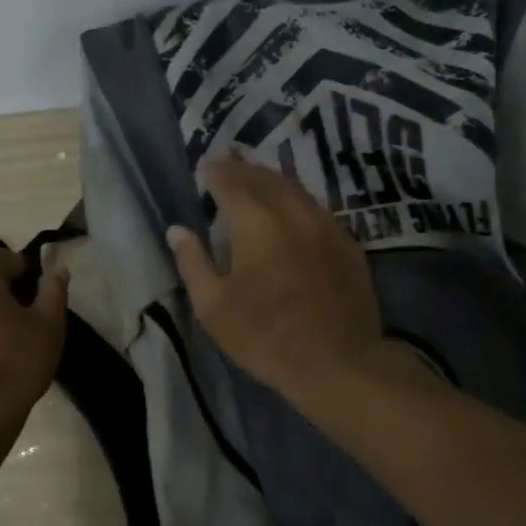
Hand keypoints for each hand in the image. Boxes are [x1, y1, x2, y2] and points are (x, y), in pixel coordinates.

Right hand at [167, 157, 388, 403]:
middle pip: (264, 177)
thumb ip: (193, 262)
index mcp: (255, 222)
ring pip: (295, 188)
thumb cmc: (265, 337)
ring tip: (256, 179)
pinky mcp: (348, 243)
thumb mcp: (214, 307)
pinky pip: (317, 208)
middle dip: (242, 168)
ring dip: (271, 179)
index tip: (204, 167)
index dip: (215, 172)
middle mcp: (292, 212)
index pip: (230, 182)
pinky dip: (297, 200)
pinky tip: (292, 211)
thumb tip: (178, 231)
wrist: (337, 362)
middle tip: (226, 163)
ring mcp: (326, 225)